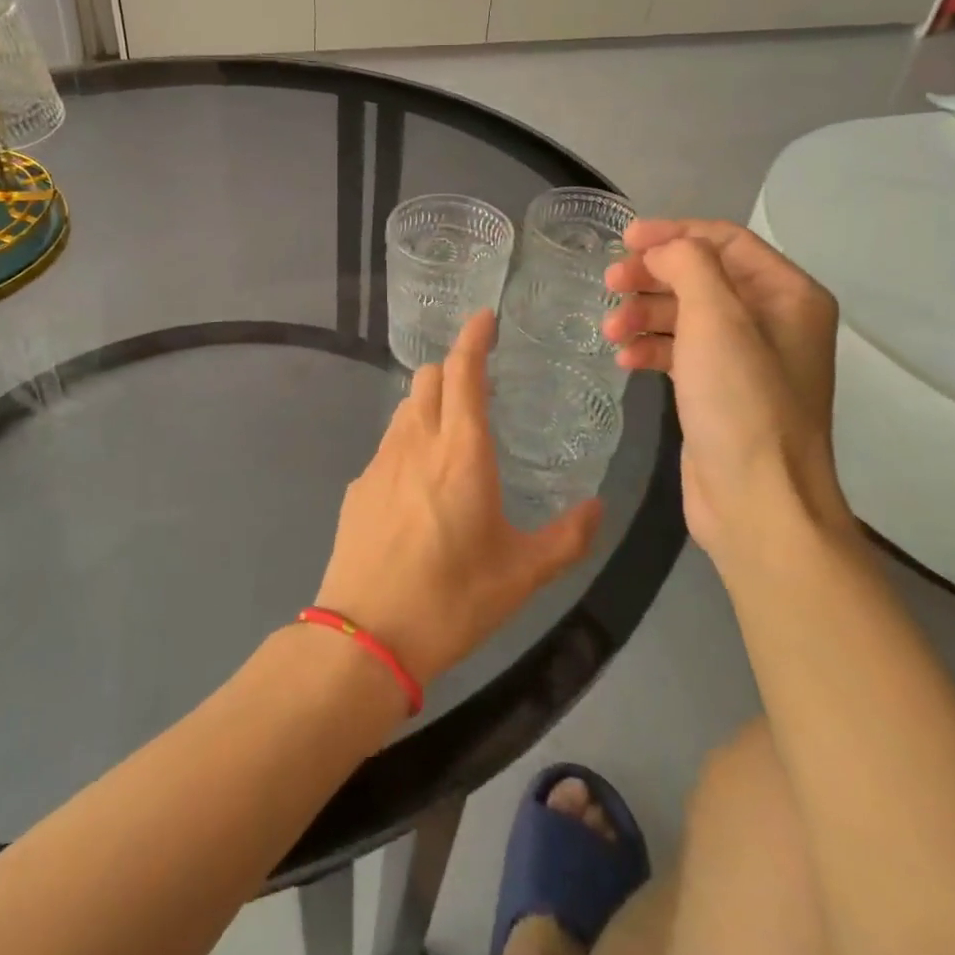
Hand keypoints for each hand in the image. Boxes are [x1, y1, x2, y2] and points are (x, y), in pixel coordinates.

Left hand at [314, 311, 601, 685]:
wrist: (366, 635)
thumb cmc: (452, 599)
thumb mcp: (523, 575)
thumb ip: (567, 537)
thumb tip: (596, 507)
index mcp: (460, 452)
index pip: (463, 372)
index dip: (473, 338)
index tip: (484, 318)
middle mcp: (416, 443)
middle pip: (428, 379)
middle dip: (452, 370)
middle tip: (478, 389)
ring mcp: (380, 463)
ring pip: (405, 409)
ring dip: (429, 405)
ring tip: (452, 435)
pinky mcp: (357, 487)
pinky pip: (387, 446)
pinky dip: (408, 443)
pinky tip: (420, 485)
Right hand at [602, 219, 846, 554]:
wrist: (756, 500)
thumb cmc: (741, 402)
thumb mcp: (717, 319)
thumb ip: (689, 265)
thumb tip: (662, 249)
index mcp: (787, 295)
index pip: (725, 241)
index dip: (673, 234)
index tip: (624, 240)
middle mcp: (772, 320)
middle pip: (701, 276)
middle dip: (652, 276)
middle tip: (609, 283)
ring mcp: (746, 358)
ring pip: (686, 314)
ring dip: (645, 314)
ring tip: (612, 330)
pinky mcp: (719, 390)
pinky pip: (680, 351)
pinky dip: (651, 348)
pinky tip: (625, 359)